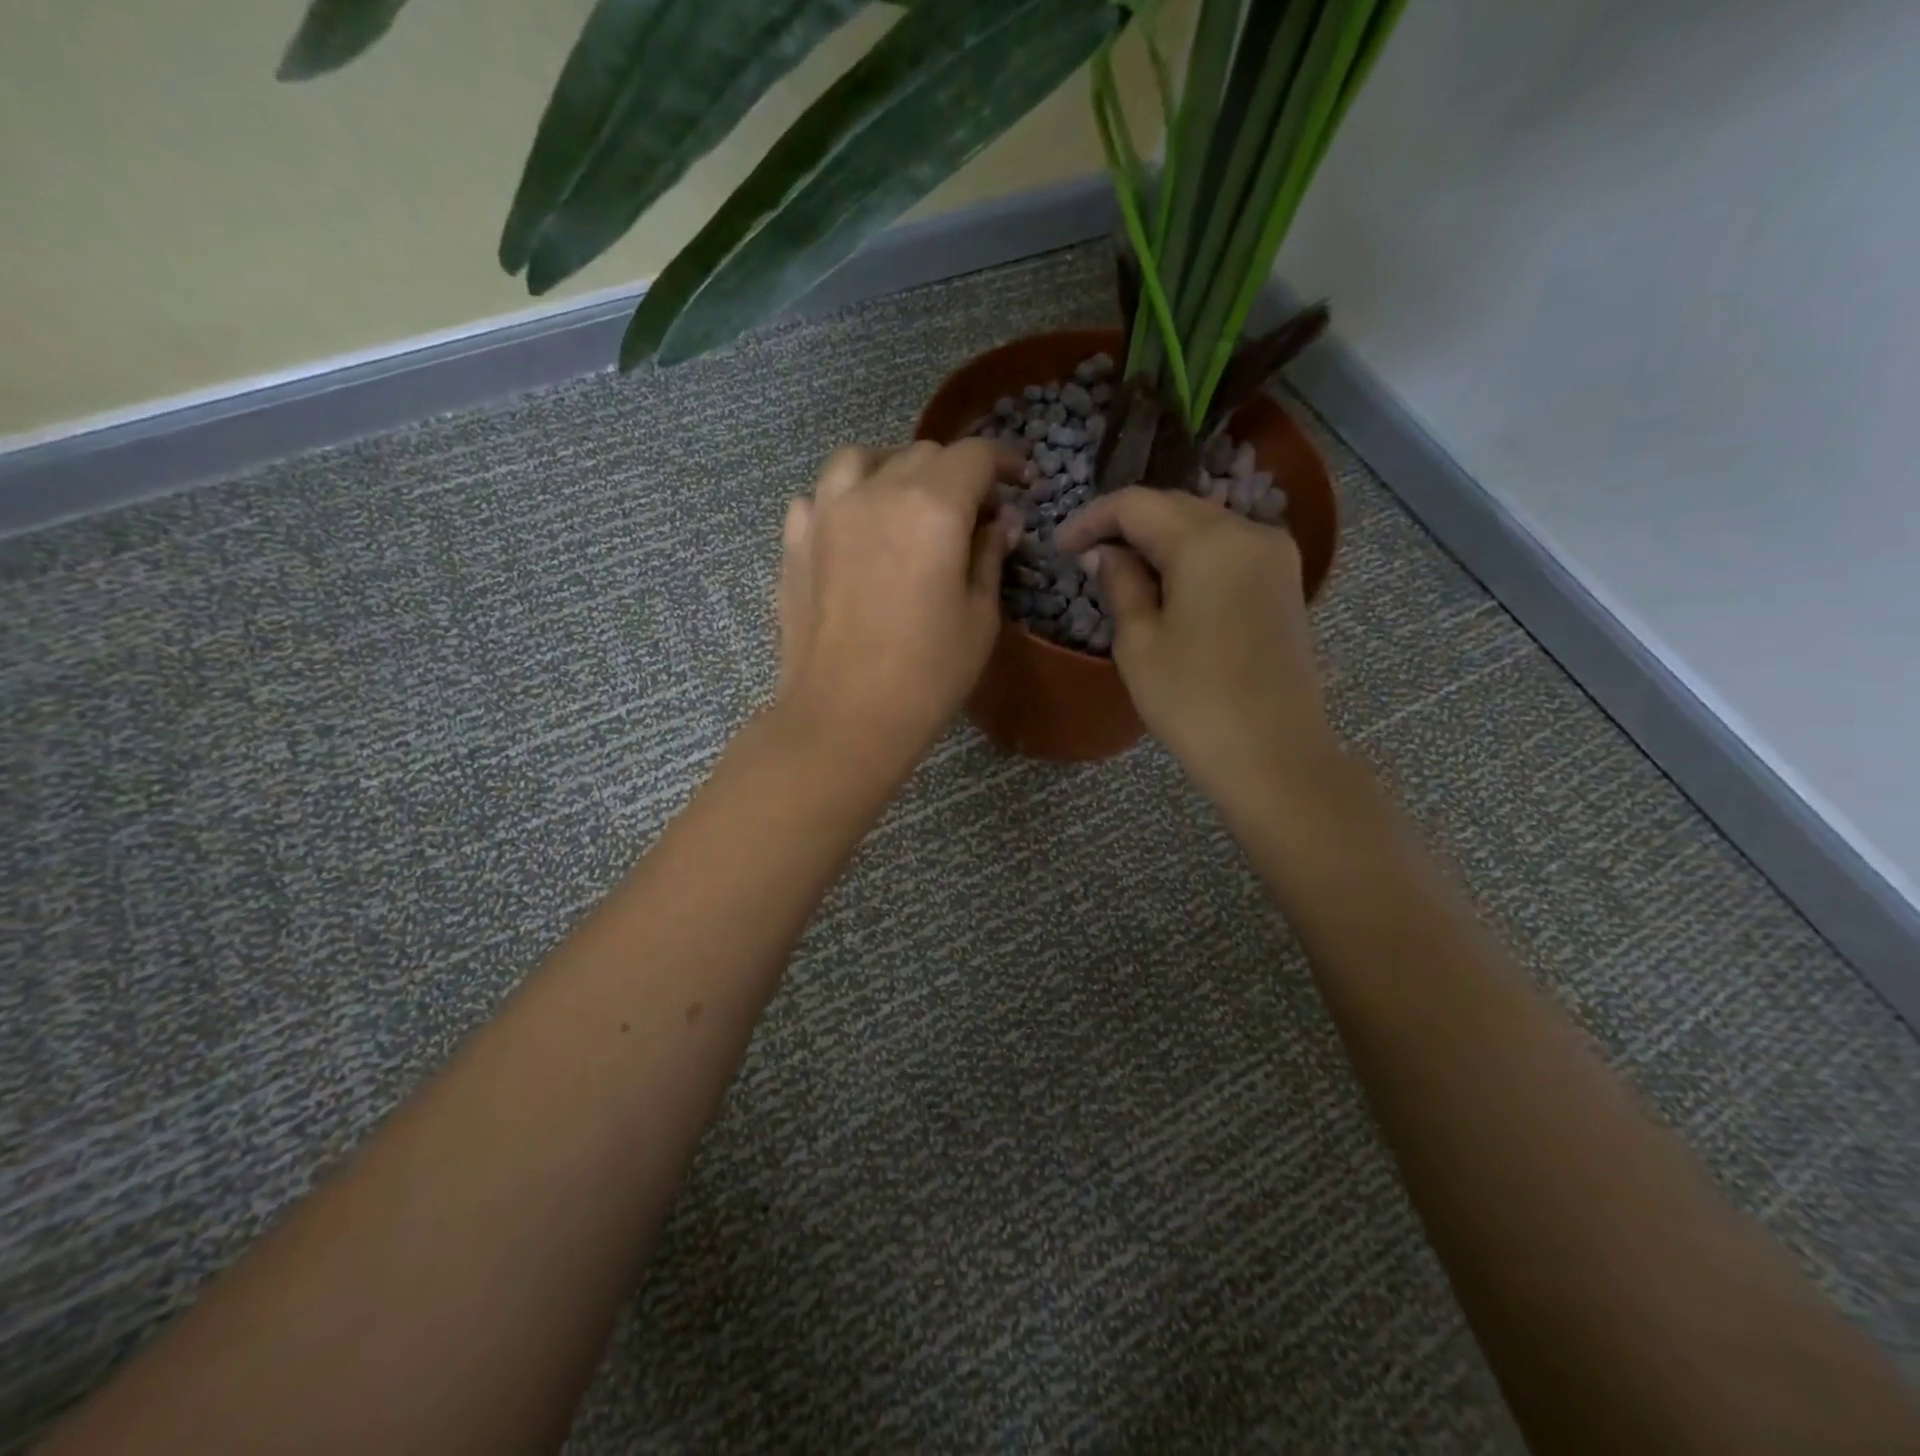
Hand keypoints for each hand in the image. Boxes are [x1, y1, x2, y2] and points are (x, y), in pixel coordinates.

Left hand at [774, 440, 1023, 771]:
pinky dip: (845, 500)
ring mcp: (826, 512)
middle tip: (973, 515)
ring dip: (894, 470)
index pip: (974, 456)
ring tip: (907, 504)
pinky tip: (855, 531)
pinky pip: (820, 497)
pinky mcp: (795, 541)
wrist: (843, 719)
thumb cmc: (926, 676)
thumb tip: (1000, 522)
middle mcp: (876, 492)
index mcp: (932, 507)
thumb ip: (990, 556)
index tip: (1020, 484)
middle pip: (922, 454)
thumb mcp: (979, 619)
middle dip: (956, 473)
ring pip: (862, 460)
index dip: (1004, 463)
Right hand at [1056, 486, 1339, 805]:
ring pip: (1204, 525)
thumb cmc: (1193, 701)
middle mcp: (1249, 531)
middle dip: (1126, 525)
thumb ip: (1120, 584)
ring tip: (1120, 570)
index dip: (1092, 519)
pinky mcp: (1284, 582)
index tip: (1059, 546)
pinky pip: (1228, 549)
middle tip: (1084, 556)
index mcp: (1208, 541)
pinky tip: (1166, 584)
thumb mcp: (1139, 642)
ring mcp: (1275, 555)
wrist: (1273, 753)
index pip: (1138, 504)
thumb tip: (1104, 553)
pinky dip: (1191, 556)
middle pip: (1175, 507)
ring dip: (1158, 539)